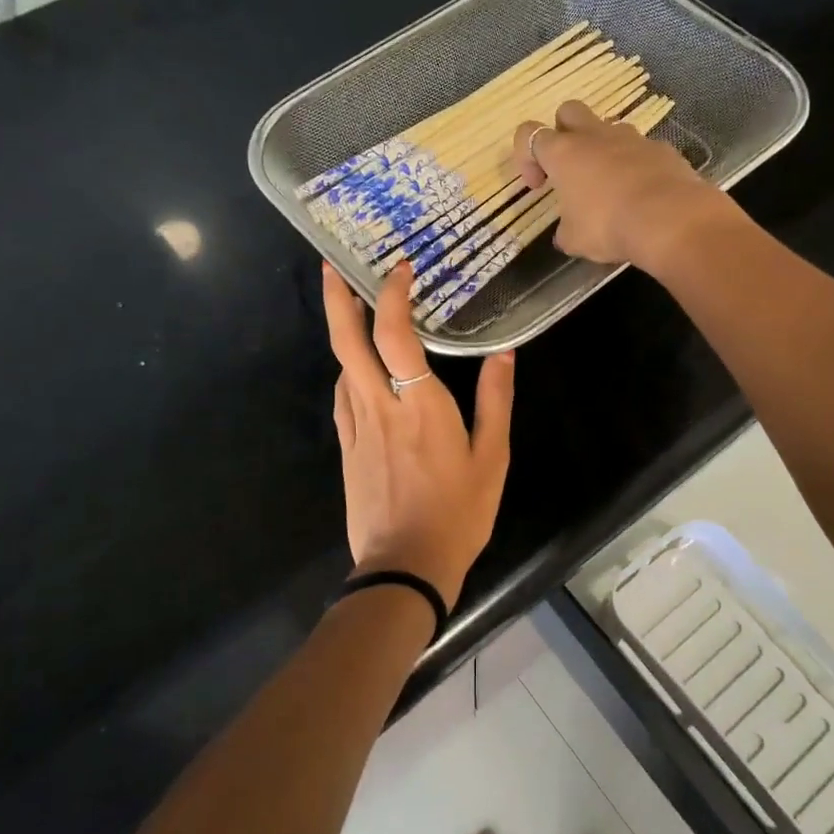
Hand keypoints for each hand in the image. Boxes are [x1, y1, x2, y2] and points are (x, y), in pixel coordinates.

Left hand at [321, 261, 513, 605]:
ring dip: (342, 331)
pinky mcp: (346, 448)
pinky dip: (347, 371)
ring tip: (349, 306)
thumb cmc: (458, 513)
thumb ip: (495, 402)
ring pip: (341, 367)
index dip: (393, 297)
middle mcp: (381, 407)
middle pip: (348, 343)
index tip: (400, 269)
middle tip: (330, 267)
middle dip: (336, 300)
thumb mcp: (492, 459)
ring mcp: (357, 428)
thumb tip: (503, 355)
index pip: (397, 337)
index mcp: (420, 406)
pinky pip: (342, 398)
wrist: (405, 567)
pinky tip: (356, 369)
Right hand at [514, 101, 733, 270]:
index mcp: (563, 153)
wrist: (670, 220)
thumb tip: (567, 232)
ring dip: (602, 150)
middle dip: (563, 133)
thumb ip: (565, 230)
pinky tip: (642, 196)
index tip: (538, 186)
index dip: (526, 157)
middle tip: (570, 169)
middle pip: (569, 111)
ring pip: (608, 129)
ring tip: (609, 187)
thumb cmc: (608, 226)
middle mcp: (595, 136)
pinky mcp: (662, 149)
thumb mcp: (574, 240)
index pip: (529, 134)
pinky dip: (635, 166)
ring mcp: (632, 138)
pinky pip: (641, 150)